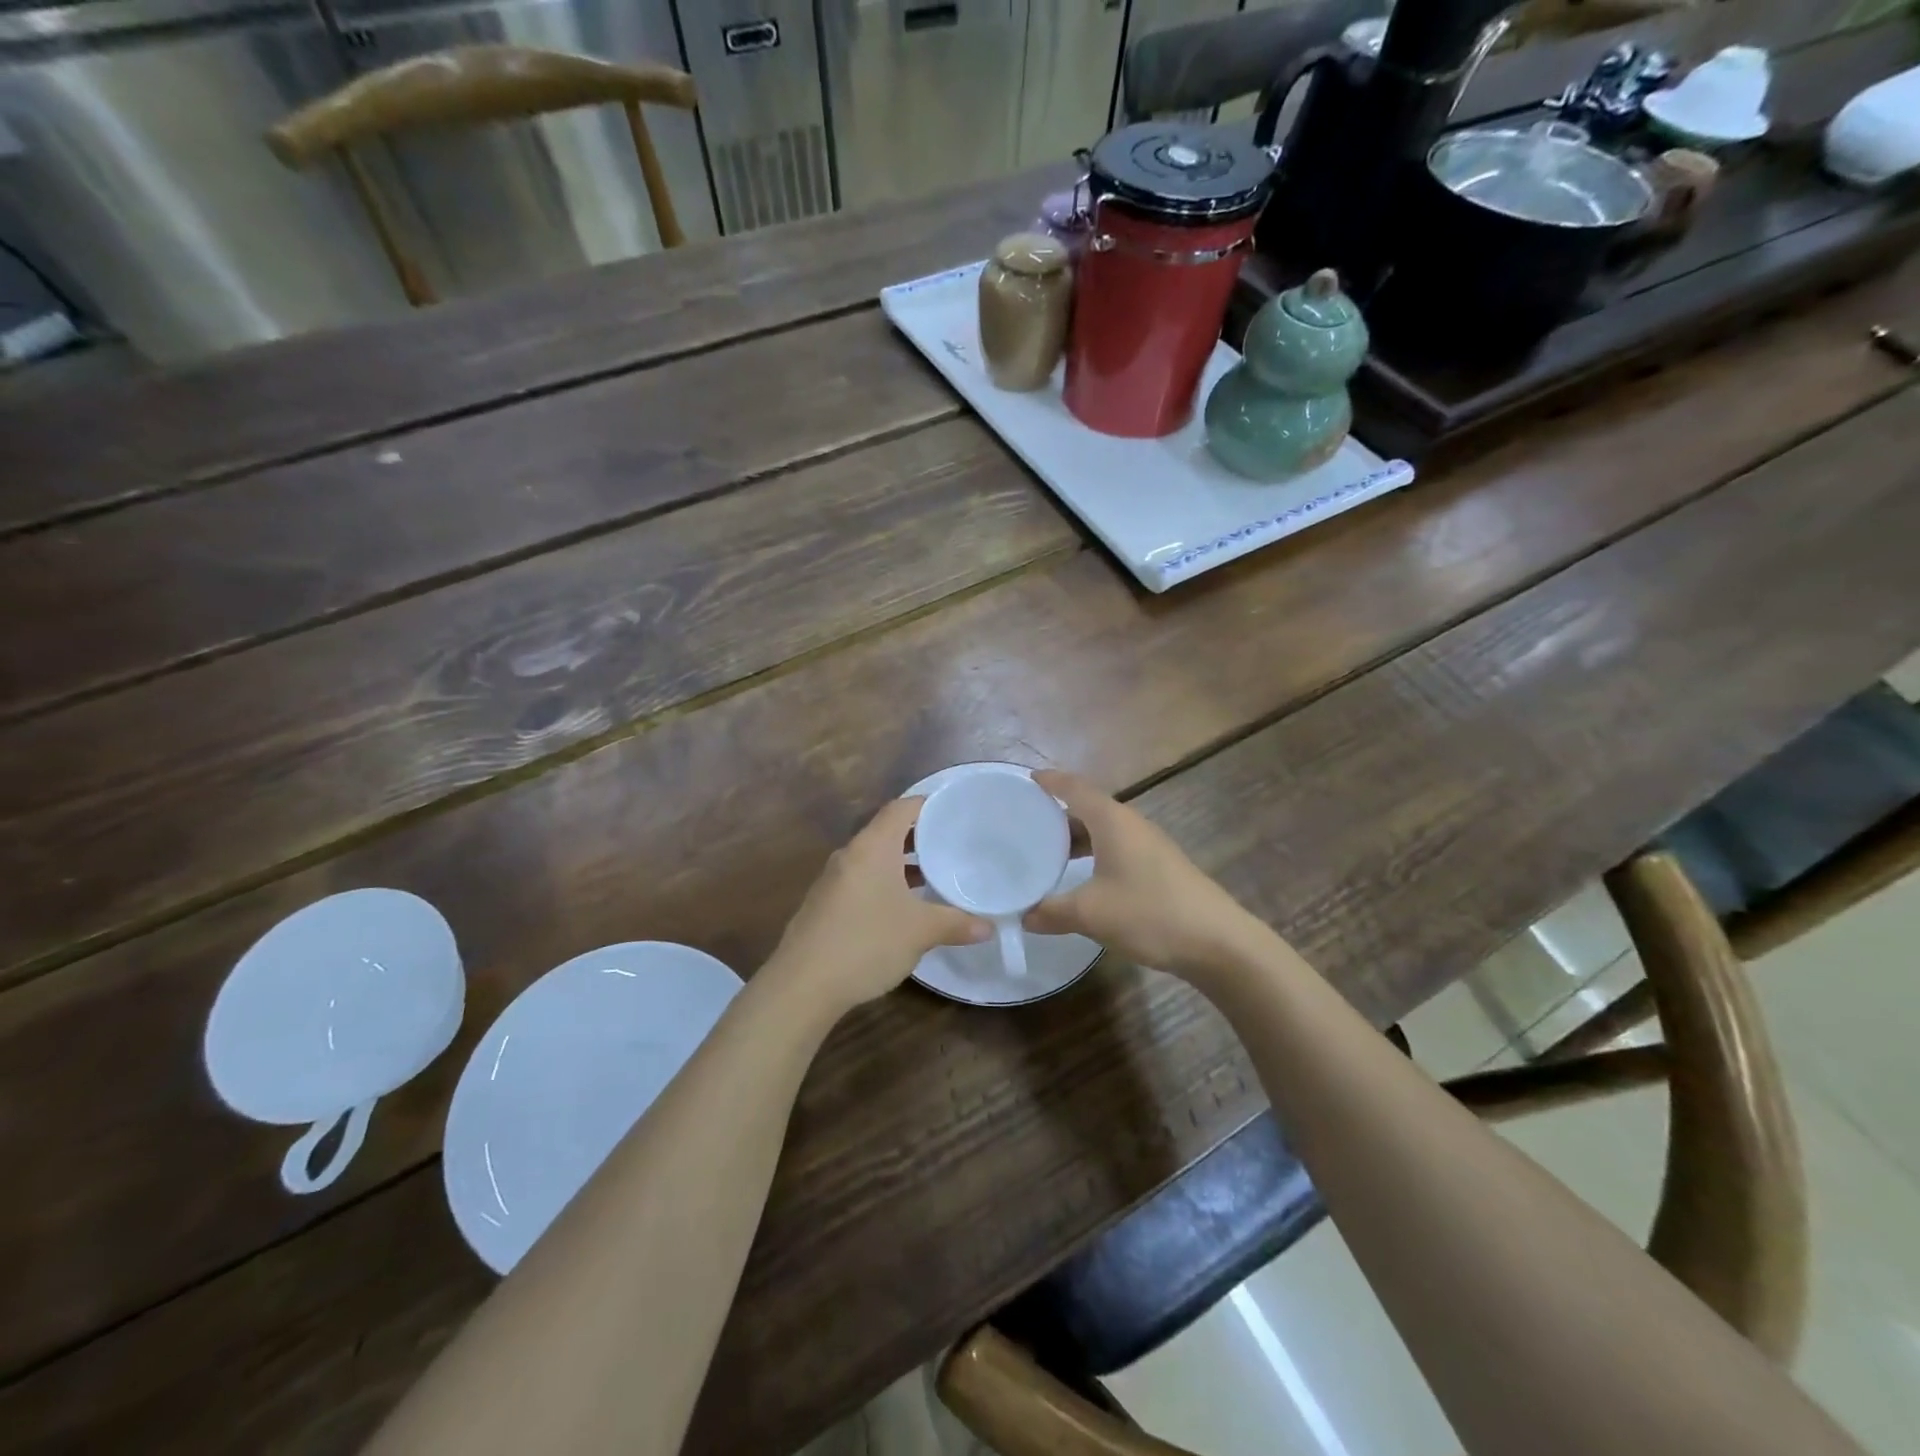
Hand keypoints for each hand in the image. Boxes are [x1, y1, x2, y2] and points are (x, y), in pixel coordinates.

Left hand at [765, 797, 989, 1015]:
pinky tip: (902, 908)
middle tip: (952, 844)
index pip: (901, 808)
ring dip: (901, 864)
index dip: (928, 804)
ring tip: (933, 876)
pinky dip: (884, 883)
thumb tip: (989, 927)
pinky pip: (861, 880)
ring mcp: (832, 880)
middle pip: (887, 831)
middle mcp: (849, 855)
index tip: (954, 811)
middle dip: (919, 837)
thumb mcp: (920, 932)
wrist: (803, 985)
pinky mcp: (824, 905)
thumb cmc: (866, 943)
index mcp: (872, 847)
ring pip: (874, 859)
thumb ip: (957, 923)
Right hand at [1024, 770, 1266, 979]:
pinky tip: (1083, 878)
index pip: (1075, 788)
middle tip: (1025, 824)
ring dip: (1077, 837)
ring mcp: (1149, 845)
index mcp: (1112, 821)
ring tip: (1047, 853)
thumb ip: (1051, 911)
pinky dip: (1094, 853)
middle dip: (1058, 813)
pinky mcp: (1160, 867)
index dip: (1050, 781)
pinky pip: (1117, 848)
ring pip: (1104, 830)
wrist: (1218, 942)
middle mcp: (1131, 824)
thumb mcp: (1090, 914)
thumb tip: (1024, 916)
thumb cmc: (1149, 913)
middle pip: (1089, 807)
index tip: (1027, 779)